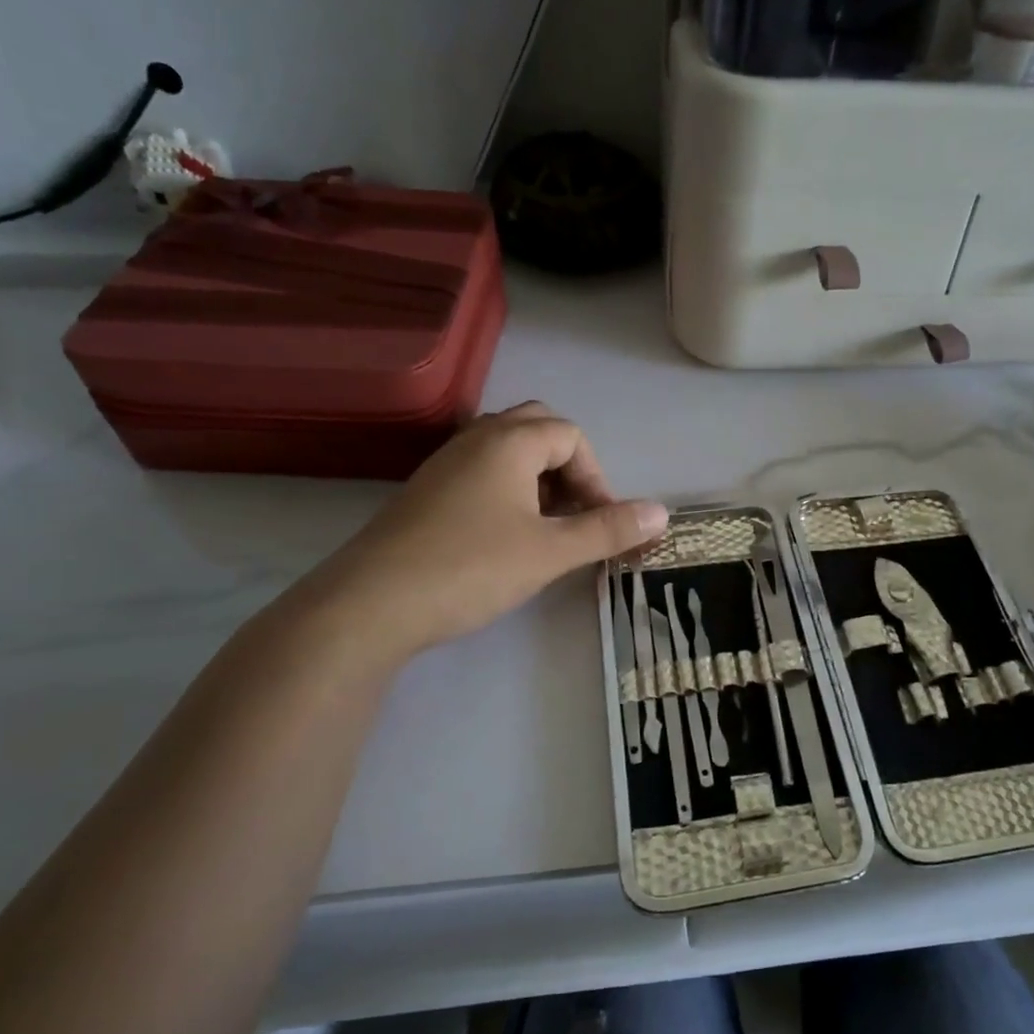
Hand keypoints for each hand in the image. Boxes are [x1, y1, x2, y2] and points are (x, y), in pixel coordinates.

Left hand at [300, 402, 667, 661]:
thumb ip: (608, 529)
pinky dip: (507, 490)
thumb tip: (663, 512)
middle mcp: (476, 439)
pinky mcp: (426, 491)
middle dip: (568, 467)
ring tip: (546, 527)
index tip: (601, 523)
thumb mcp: (550, 551)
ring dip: (538, 479)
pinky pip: (480, 471)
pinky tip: (504, 536)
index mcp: (509, 441)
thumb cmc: (471, 567)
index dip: (597, 477)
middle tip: (575, 512)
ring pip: (506, 450)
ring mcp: (445, 463)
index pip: (571, 436)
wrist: (371, 604)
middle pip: (537, 429)